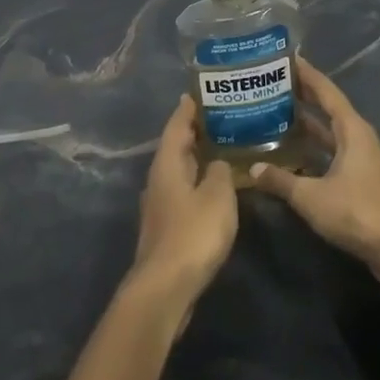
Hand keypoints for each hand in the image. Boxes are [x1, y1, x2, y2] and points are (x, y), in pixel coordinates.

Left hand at [131, 96, 237, 331]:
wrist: (165, 287)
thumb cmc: (193, 233)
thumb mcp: (217, 196)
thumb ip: (220, 172)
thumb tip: (217, 162)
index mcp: (167, 164)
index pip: (176, 126)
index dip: (188, 109)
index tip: (200, 92)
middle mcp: (158, 179)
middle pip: (175, 147)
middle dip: (194, 132)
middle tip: (220, 117)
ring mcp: (159, 205)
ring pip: (178, 171)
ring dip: (196, 158)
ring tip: (221, 148)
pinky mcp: (166, 227)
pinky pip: (182, 192)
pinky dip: (197, 182)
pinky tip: (214, 188)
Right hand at [250, 58, 379, 294]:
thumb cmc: (357, 212)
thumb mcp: (311, 196)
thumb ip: (281, 180)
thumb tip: (252, 169)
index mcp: (352, 129)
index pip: (325, 91)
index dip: (306, 73)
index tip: (284, 58)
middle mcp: (358, 138)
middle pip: (327, 108)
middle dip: (302, 95)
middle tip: (270, 84)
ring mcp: (361, 160)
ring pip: (328, 133)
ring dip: (306, 124)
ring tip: (274, 114)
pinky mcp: (360, 181)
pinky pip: (330, 153)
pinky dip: (311, 150)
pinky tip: (290, 155)